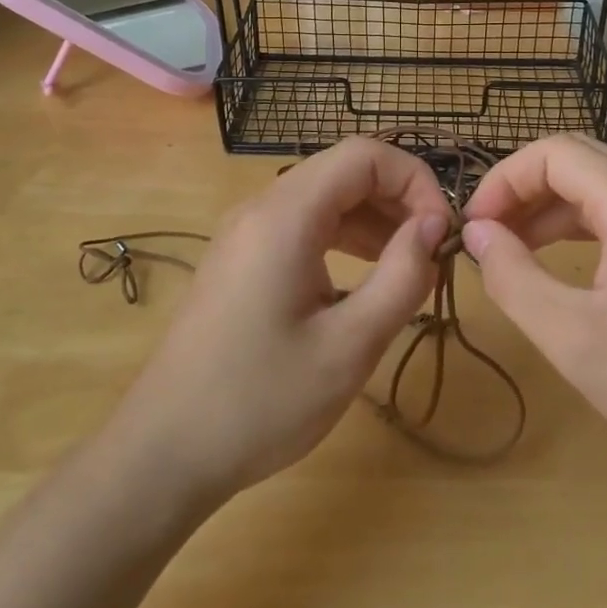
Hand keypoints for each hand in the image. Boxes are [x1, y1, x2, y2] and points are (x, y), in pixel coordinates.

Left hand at [109, 137, 452, 502]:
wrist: (164, 452)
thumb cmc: (260, 402)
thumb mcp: (349, 346)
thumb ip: (402, 277)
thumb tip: (434, 226)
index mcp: (285, 216)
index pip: (364, 155)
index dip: (414, 180)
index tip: (442, 232)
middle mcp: (261, 209)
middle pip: (344, 171)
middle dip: (398, 199)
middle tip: (432, 252)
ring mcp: (245, 233)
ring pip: (324, 198)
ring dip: (373, 219)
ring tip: (410, 266)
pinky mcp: (241, 260)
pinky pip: (302, 226)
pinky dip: (343, 238)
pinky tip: (366, 279)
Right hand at [461, 135, 606, 490]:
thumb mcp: (573, 336)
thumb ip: (513, 277)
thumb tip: (475, 232)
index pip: (554, 152)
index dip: (504, 180)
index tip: (473, 228)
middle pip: (578, 161)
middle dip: (523, 190)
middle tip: (486, 236)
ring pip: (601, 189)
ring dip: (550, 210)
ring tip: (510, 252)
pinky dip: (580, 230)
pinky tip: (560, 267)